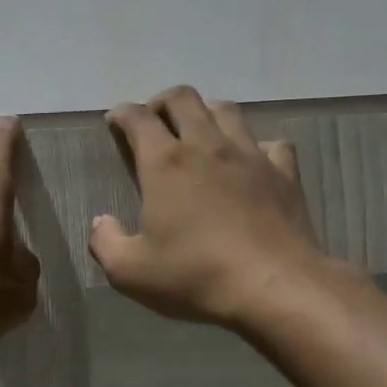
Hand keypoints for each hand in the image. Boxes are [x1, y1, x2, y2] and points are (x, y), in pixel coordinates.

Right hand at [91, 86, 324, 326]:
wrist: (273, 288)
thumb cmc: (194, 275)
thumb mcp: (129, 271)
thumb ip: (105, 242)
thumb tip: (102, 222)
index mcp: (165, 164)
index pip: (138, 119)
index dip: (122, 114)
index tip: (114, 121)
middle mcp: (207, 147)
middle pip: (184, 99)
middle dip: (163, 102)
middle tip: (154, 121)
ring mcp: (250, 157)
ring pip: (227, 111)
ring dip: (207, 113)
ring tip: (199, 133)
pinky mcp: (285, 174)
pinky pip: (272, 145)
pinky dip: (256, 147)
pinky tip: (250, 163)